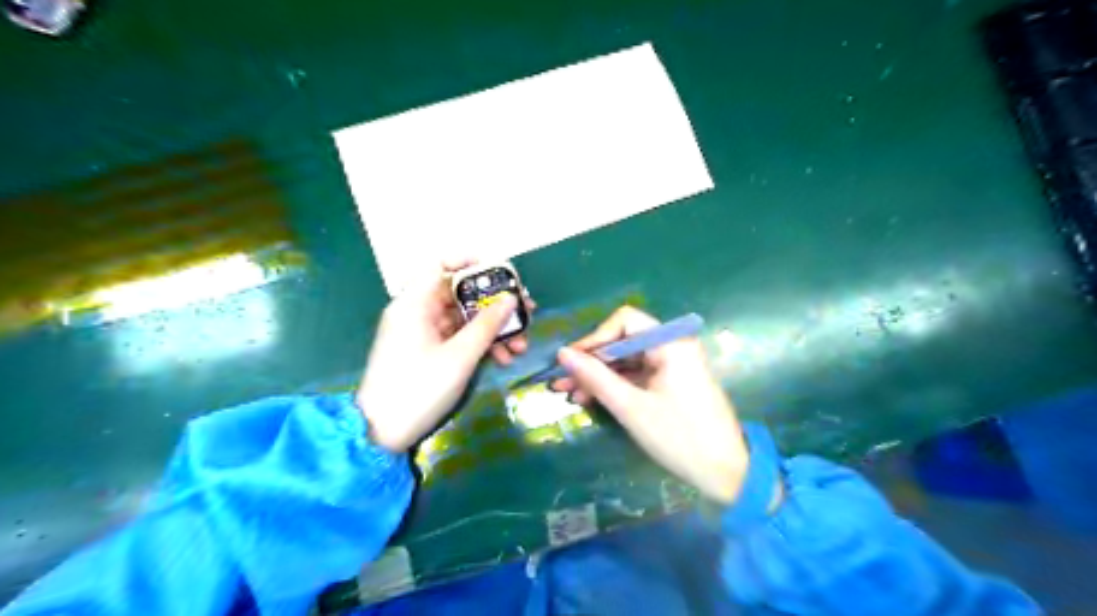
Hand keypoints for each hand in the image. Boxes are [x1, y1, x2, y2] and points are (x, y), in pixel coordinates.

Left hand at [358, 259, 532, 452]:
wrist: (382, 433)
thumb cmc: (419, 388)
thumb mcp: (460, 356)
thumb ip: (488, 324)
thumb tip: (511, 298)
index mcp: (415, 304)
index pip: (440, 264)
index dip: (470, 262)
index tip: (500, 273)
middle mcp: (417, 312)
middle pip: (459, 294)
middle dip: (494, 305)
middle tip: (525, 312)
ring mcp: (422, 333)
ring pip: (463, 319)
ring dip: (492, 329)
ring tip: (521, 345)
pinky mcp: (427, 351)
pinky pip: (457, 337)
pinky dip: (479, 344)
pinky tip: (503, 358)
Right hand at [554, 307, 750, 505]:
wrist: (727, 473)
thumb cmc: (679, 437)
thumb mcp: (630, 407)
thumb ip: (595, 377)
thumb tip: (562, 354)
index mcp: (670, 342)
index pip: (624, 321)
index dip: (594, 338)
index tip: (570, 362)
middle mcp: (673, 345)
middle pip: (624, 341)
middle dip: (592, 361)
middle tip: (561, 381)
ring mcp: (673, 364)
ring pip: (627, 359)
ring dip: (600, 375)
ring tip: (570, 394)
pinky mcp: (672, 381)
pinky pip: (637, 374)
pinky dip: (616, 385)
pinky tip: (591, 398)